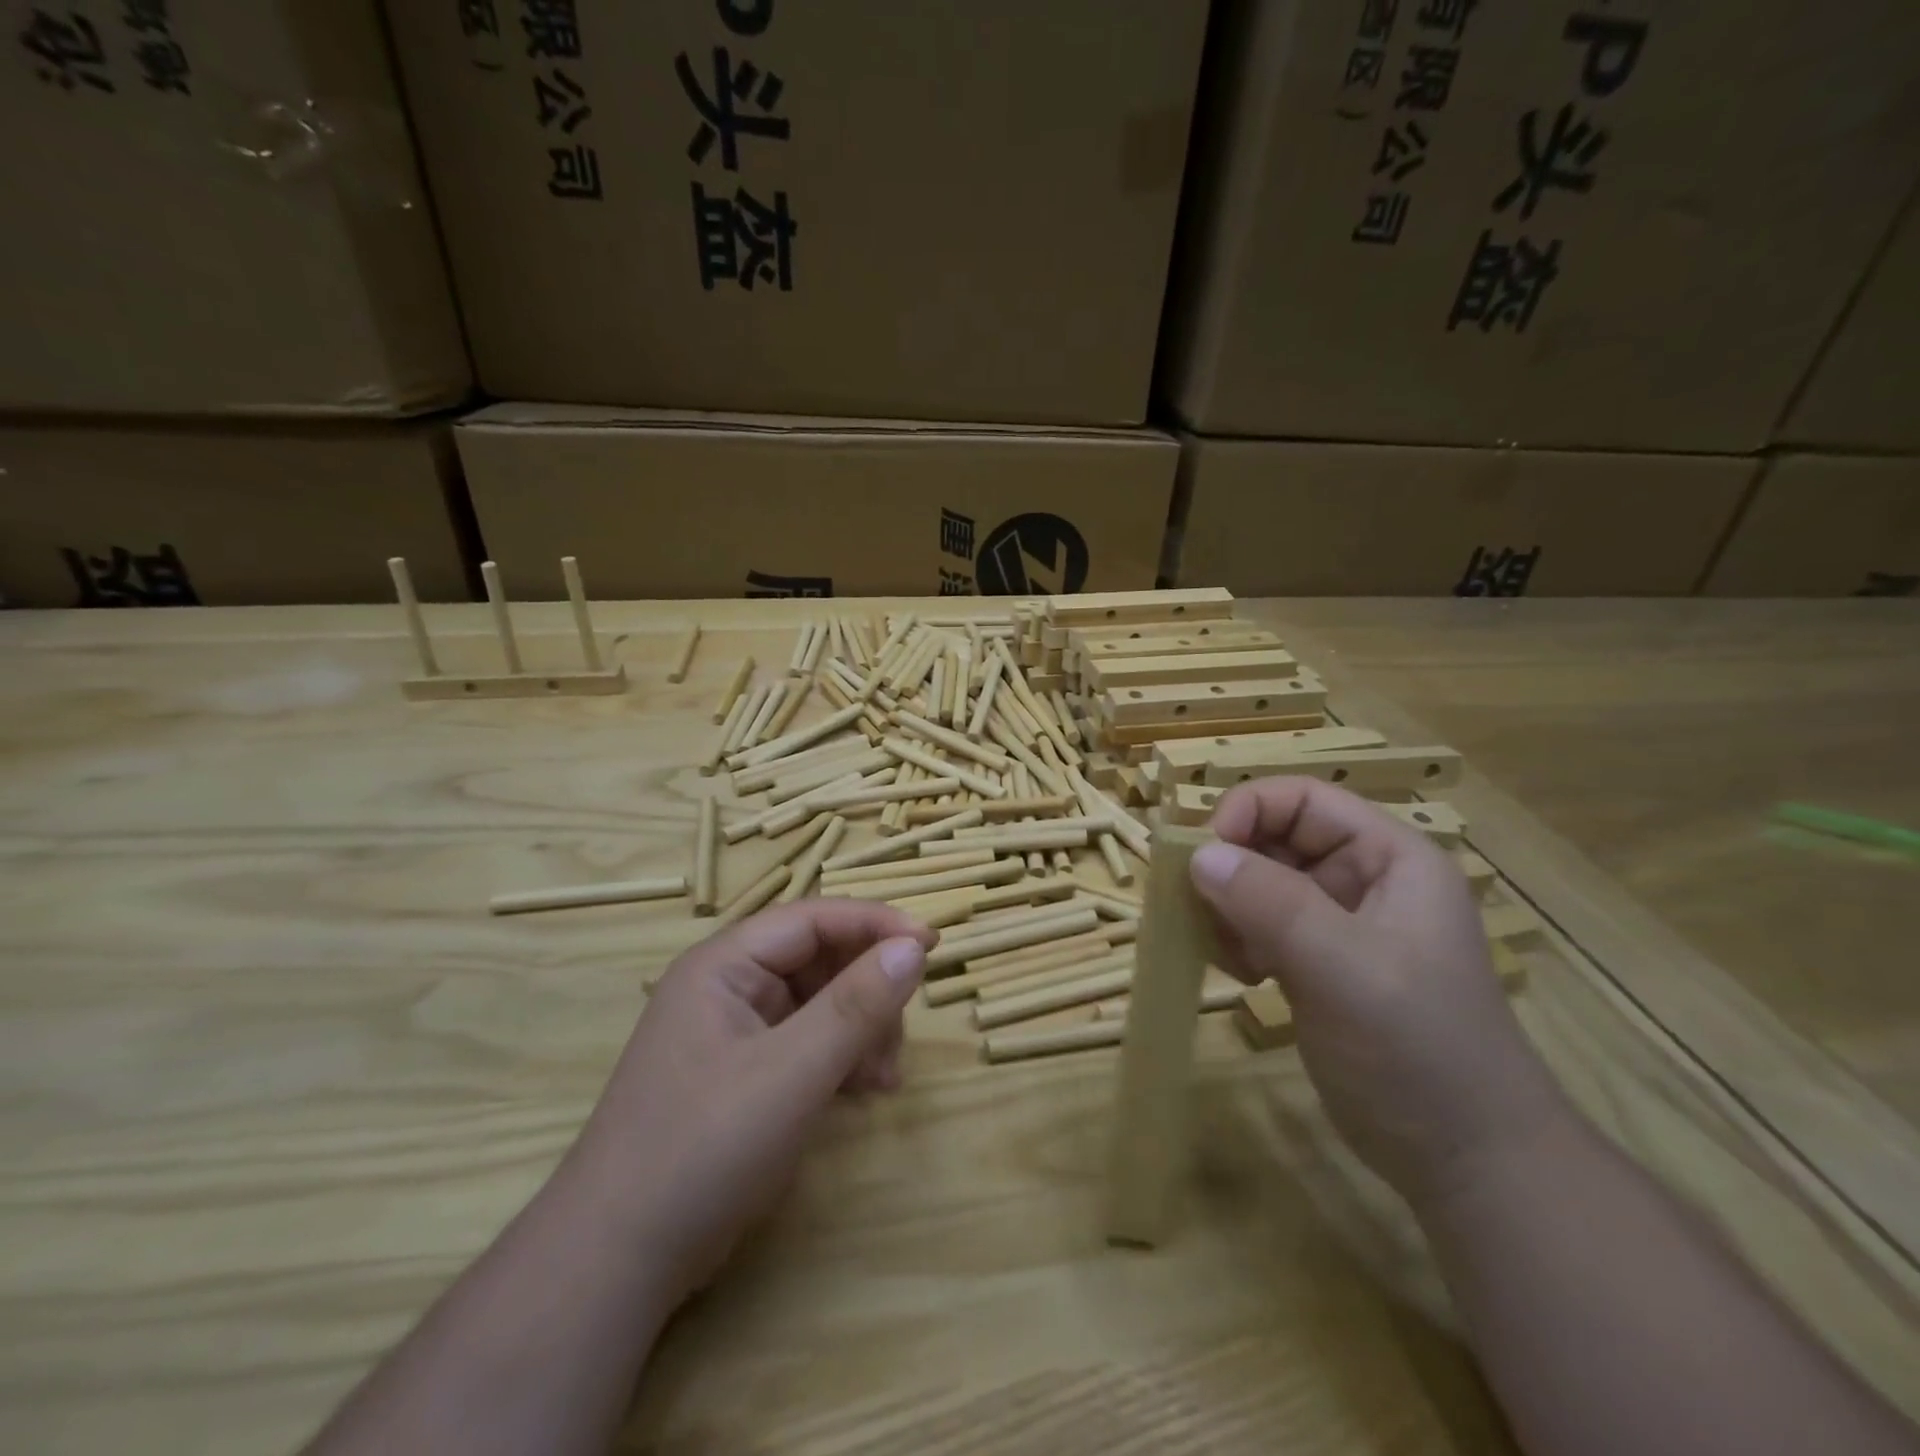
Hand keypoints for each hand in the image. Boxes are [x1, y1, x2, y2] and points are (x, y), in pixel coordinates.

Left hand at [558, 900, 934, 1310]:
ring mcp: (735, 1032)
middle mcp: (729, 987)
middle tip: (898, 1035)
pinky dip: (842, 1057)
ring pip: (820, 1002)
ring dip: (860, 1029)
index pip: (812, 918)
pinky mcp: (744, 1074)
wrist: (617, 1263)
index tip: (931, 945)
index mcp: (724, 965)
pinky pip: (808, 1042)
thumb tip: (914, 948)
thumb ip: (856, 1006)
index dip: (874, 924)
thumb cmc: (702, 1149)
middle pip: (819, 959)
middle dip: (868, 990)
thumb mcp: (791, 1073)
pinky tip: (865, 1091)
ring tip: (882, 1078)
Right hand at [1188, 778, 1569, 1205]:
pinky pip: (1259, 925)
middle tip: (1202, 910)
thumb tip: (1198, 855)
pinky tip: (1244, 976)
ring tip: (1229, 953)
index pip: (1302, 798)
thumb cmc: (1418, 1050)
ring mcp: (1339, 923)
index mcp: (1388, 857)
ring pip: (1259, 882)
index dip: (1246, 812)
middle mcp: (1363, 879)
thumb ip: (1271, 903)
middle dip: (1232, 867)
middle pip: (1275, 837)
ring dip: (1229, 907)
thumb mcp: (1344, 967)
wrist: (1465, 1160)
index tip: (1203, 858)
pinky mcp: (1317, 963)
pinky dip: (1237, 939)